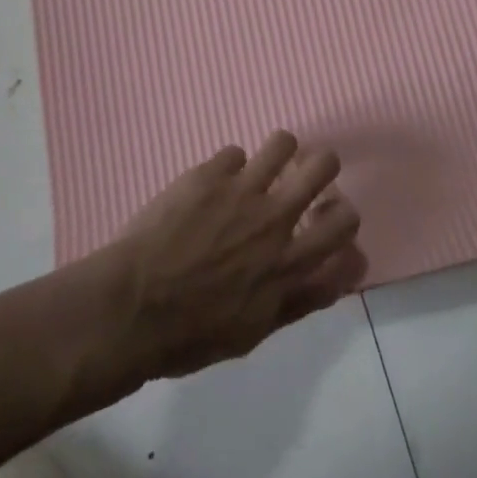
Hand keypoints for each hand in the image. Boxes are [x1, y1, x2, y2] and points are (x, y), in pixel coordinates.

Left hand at [101, 132, 367, 378]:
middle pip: (323, 166)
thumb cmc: (190, 335)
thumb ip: (299, 300)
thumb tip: (336, 277)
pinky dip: (228, 168)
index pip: (345, 225)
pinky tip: (211, 185)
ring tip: (261, 166)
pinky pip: (234, 153)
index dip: (344, 215)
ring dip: (278, 152)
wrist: (131, 308)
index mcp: (289, 263)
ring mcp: (241, 192)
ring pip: (282, 142)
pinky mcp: (208, 175)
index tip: (329, 216)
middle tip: (302, 176)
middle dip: (321, 166)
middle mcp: (275, 219)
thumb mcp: (253, 333)